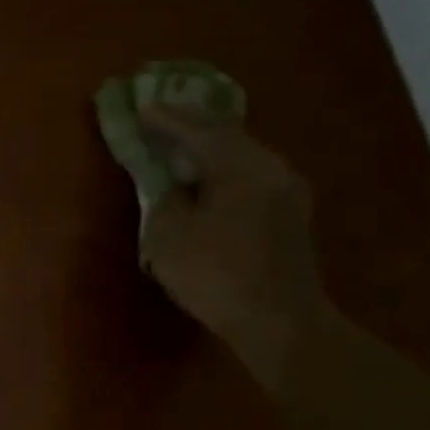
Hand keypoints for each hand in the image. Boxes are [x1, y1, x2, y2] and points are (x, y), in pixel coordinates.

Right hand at [139, 105, 330, 385]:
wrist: (278, 321)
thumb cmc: (214, 272)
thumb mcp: (168, 232)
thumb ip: (164, 196)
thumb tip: (170, 183)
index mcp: (241, 166)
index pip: (199, 130)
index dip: (166, 119)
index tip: (141, 107)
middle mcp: (271, 168)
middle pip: (227, 135)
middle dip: (191, 124)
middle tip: (159, 116)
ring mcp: (286, 190)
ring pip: (241, 153)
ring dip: (208, 145)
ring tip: (178, 142)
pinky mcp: (288, 212)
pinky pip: (249, 172)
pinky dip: (222, 165)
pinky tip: (204, 173)